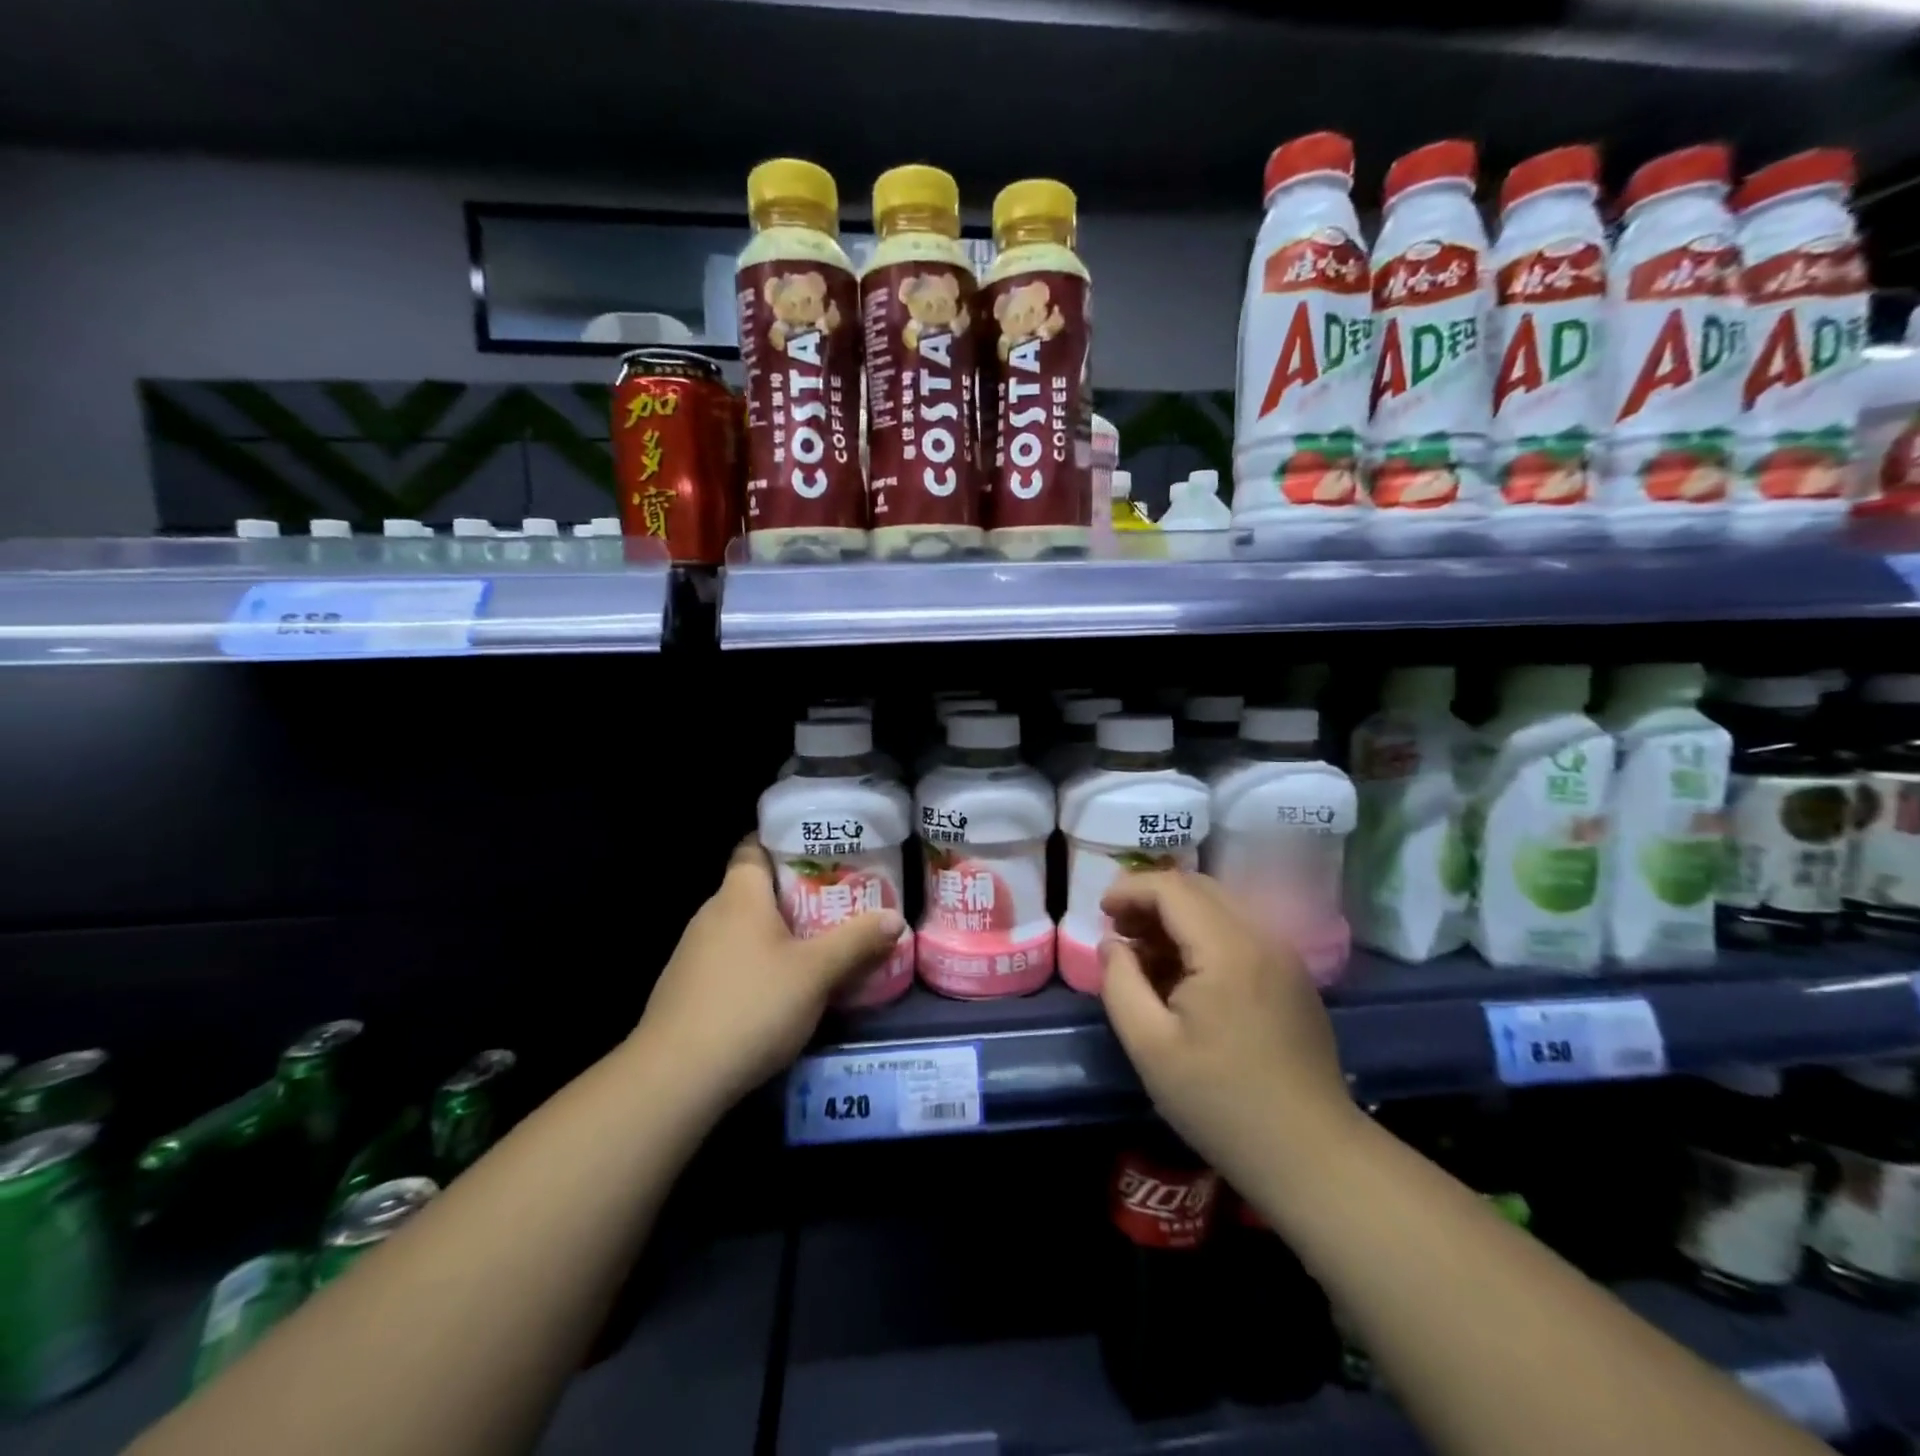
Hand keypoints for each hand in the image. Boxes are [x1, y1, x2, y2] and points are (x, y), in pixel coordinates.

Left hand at [634, 837, 904, 1110]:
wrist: (675, 1078)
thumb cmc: (752, 1006)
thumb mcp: (817, 973)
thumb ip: (857, 941)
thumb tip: (894, 918)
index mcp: (739, 896)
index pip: (754, 846)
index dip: (784, 842)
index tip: (820, 852)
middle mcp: (711, 914)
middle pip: (753, 889)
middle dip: (793, 893)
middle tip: (835, 901)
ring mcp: (693, 953)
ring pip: (742, 927)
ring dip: (776, 932)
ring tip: (816, 944)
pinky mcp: (686, 988)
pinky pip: (729, 959)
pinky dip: (755, 962)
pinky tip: (778, 989)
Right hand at [1098, 872, 1354, 1187]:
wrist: (1311, 1156)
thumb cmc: (1221, 1102)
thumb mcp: (1150, 1046)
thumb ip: (1120, 983)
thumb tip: (1113, 945)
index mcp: (1228, 948)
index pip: (1172, 887)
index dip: (1130, 890)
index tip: (1101, 913)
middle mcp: (1262, 937)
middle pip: (1199, 888)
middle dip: (1152, 899)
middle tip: (1120, 931)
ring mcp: (1284, 955)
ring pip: (1220, 907)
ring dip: (1177, 917)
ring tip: (1146, 954)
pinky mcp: (1293, 977)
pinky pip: (1240, 932)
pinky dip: (1204, 936)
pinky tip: (1185, 975)